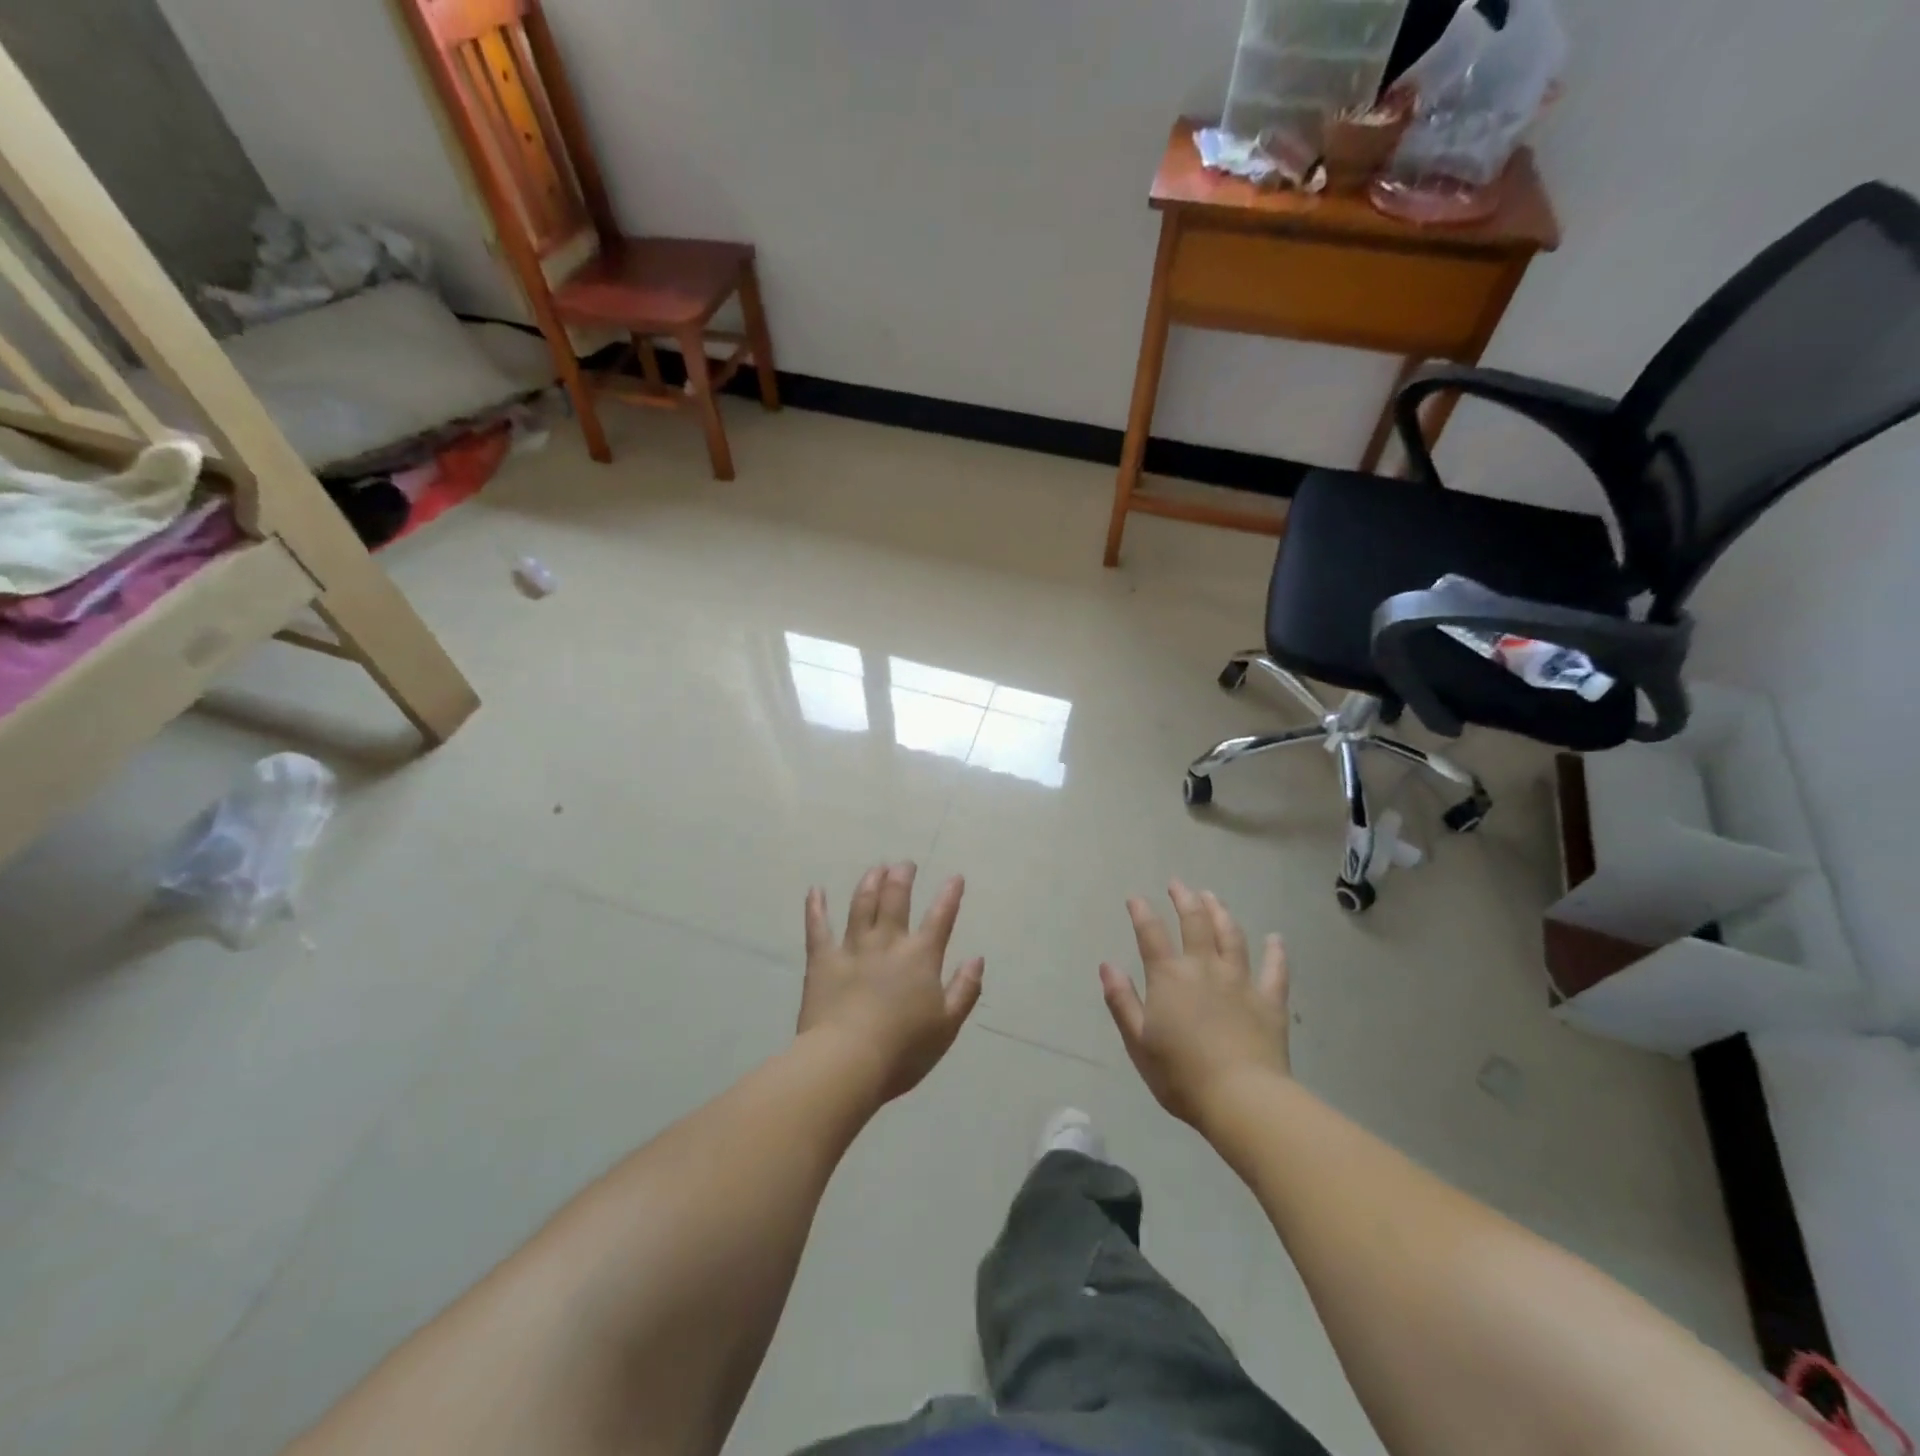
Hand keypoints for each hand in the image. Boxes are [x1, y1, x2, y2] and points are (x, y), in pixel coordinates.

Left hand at [799, 864, 984, 1104]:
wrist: (848, 1061)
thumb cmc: (904, 1050)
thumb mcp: (947, 1026)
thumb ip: (964, 989)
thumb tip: (977, 958)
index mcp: (921, 958)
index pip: (940, 918)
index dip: (949, 896)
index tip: (955, 877)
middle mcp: (888, 943)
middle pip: (896, 900)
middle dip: (902, 877)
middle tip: (905, 864)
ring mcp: (853, 948)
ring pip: (861, 904)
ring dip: (869, 883)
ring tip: (875, 868)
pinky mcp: (822, 960)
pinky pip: (818, 927)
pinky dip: (816, 907)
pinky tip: (815, 890)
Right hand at [1099, 880, 1290, 1128]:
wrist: (1242, 1099)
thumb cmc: (1181, 1075)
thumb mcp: (1138, 1042)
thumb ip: (1121, 1000)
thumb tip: (1107, 965)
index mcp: (1169, 977)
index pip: (1151, 934)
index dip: (1142, 912)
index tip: (1136, 898)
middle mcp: (1204, 968)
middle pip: (1195, 922)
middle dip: (1184, 899)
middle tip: (1178, 884)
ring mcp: (1240, 981)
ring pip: (1231, 936)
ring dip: (1221, 912)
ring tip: (1213, 897)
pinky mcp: (1270, 1000)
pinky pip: (1275, 969)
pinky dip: (1276, 952)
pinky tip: (1276, 938)